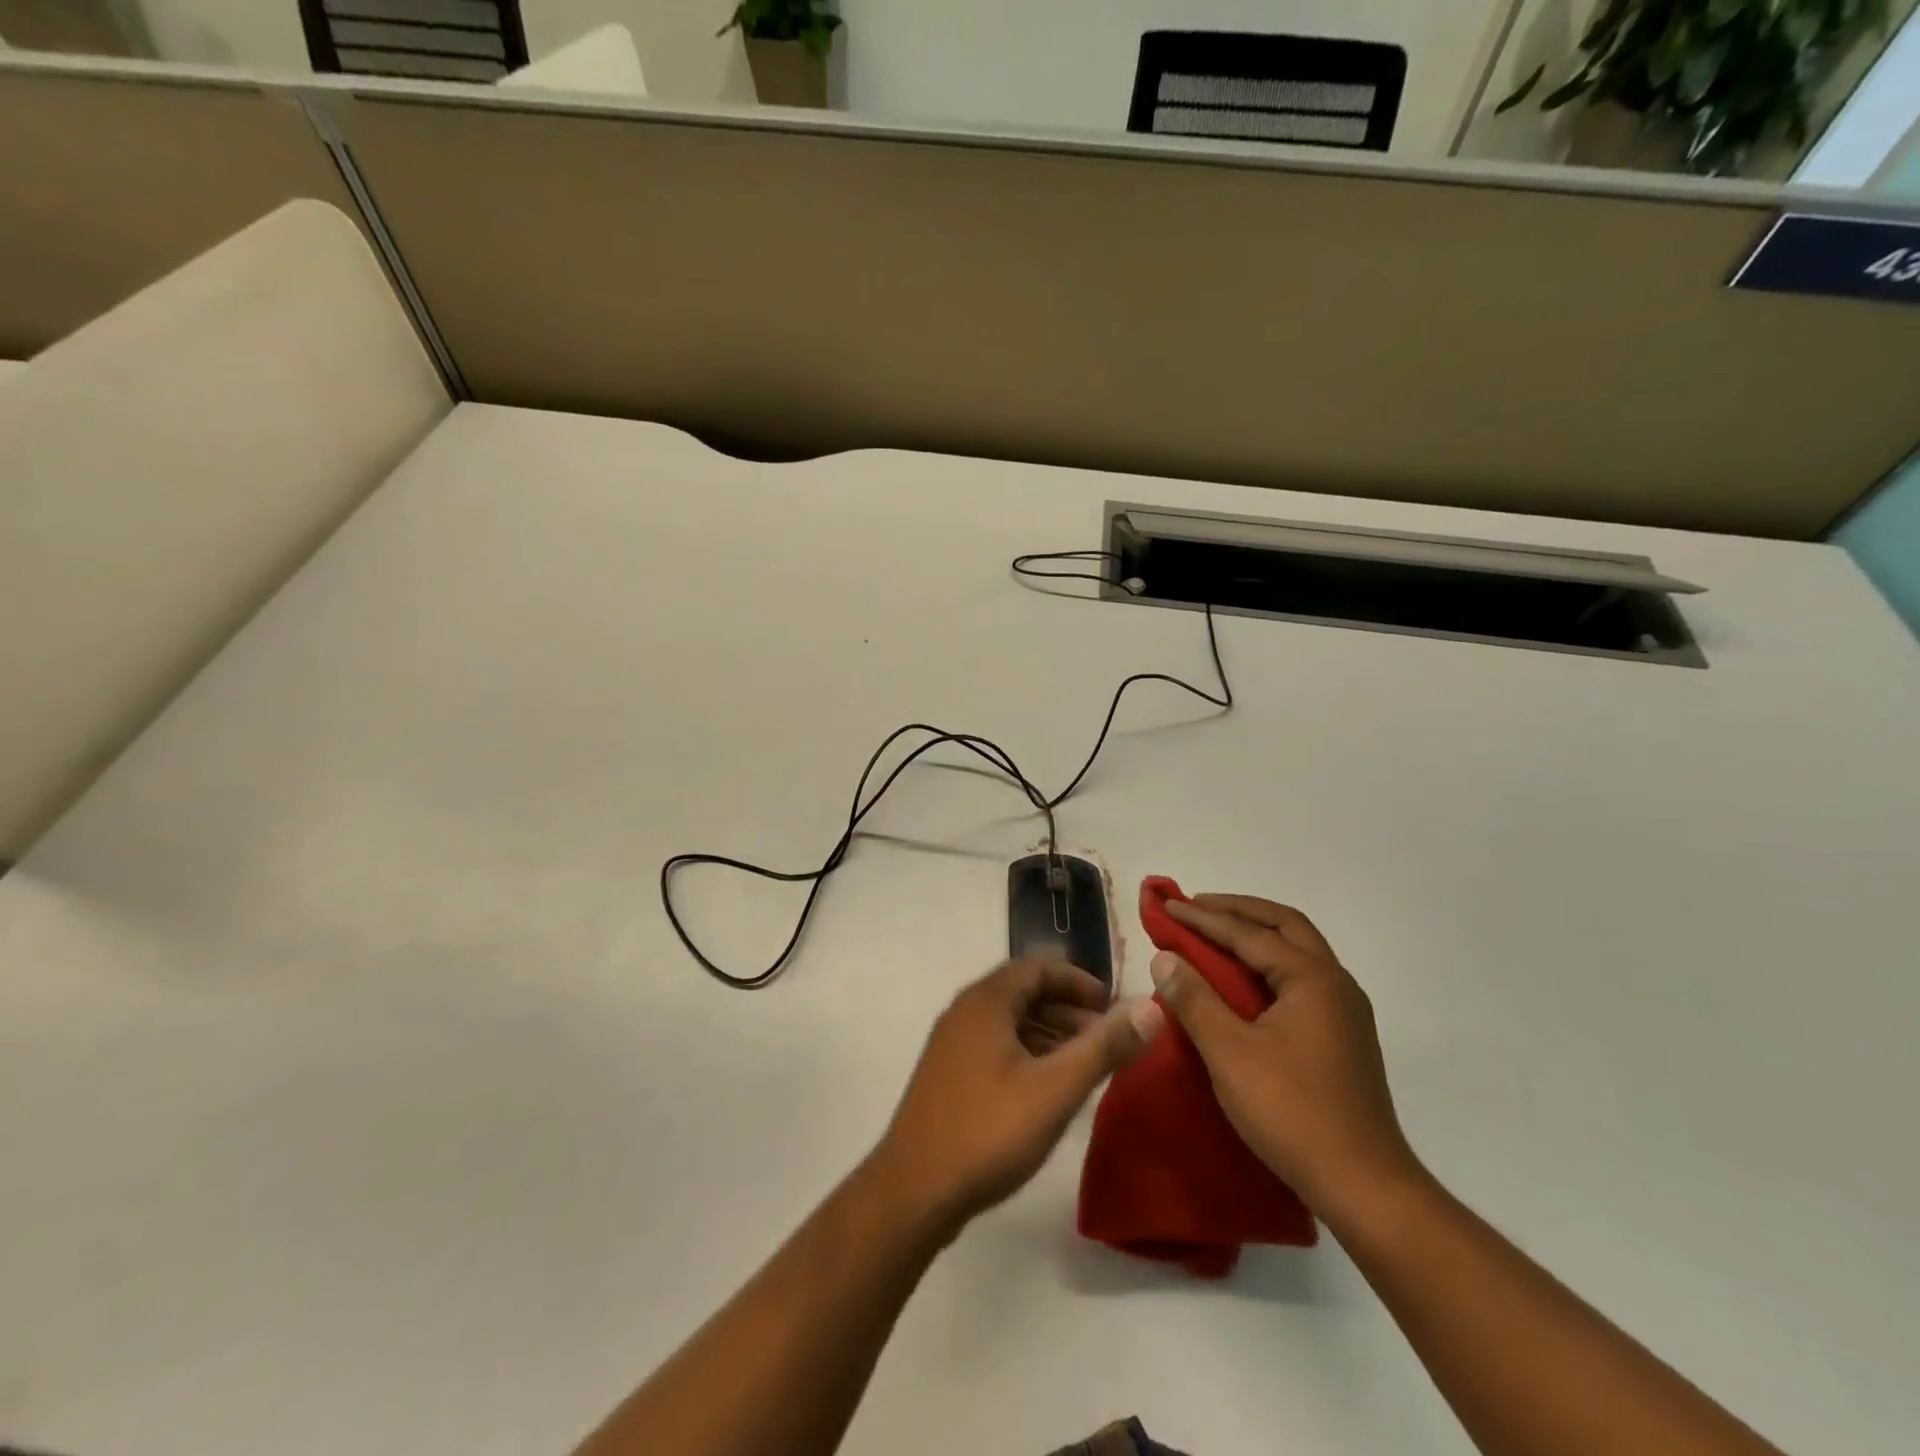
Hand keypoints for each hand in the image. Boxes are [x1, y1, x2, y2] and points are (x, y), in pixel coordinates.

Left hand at [873, 960, 1162, 1235]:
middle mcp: (965, 1011)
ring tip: (1084, 1063)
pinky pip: (995, 1045)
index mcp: (986, 1001)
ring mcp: (951, 1043)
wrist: (913, 1189)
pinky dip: (1027, 1052)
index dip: (1079, 980)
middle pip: (1023, 991)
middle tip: (1106, 1036)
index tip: (1113, 1004)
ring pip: (1009, 1021)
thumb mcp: (1056, 1089)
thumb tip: (1151, 1009)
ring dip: (1049, 1032)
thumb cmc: (988, 1130)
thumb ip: (1104, 1047)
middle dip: (1068, 1008)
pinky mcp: (947, 1074)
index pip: (1038, 967)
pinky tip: (1047, 1087)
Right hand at [1151, 895, 1418, 1216]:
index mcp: (1313, 979)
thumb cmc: (1293, 1112)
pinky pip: (1301, 976)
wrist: (1365, 1187)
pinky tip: (1246, 979)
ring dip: (1257, 933)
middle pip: (1285, 925)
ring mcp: (1344, 1010)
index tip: (1168, 905)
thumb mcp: (1230, 1054)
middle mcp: (1335, 983)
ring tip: (1216, 933)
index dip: (1204, 918)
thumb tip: (1164, 957)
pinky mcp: (1343, 1035)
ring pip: (1298, 950)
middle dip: (1238, 910)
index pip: (1249, 933)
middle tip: (1197, 907)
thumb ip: (1194, 999)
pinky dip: (1269, 961)